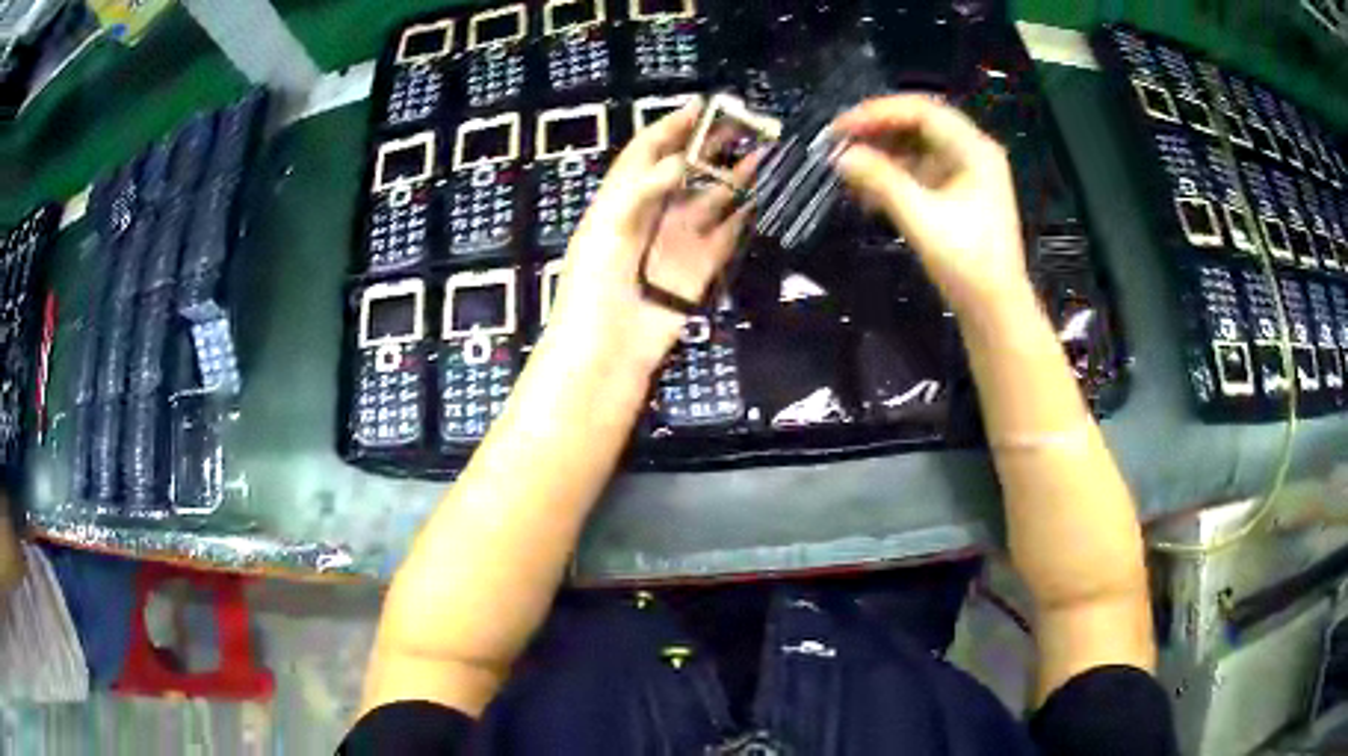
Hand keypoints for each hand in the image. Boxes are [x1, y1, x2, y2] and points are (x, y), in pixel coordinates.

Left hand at [546, 99, 753, 372]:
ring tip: (763, 149)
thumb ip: (642, 189)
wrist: (607, 350)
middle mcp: (652, 213)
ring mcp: (679, 240)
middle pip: (685, 168)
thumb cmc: (594, 286)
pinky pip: (728, 232)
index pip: (648, 151)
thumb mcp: (607, 229)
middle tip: (745, 122)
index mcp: (621, 200)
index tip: (703, 104)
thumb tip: (680, 160)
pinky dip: (744, 213)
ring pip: (712, 197)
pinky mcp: (702, 266)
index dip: (673, 126)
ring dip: (735, 174)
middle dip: (712, 143)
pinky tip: (763, 193)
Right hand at [832, 95, 1029, 313]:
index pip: (921, 111)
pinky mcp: (955, 194)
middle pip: (918, 125)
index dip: (878, 112)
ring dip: (881, 155)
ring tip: (847, 169)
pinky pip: (918, 172)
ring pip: (915, 148)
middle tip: (838, 143)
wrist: (995, 311)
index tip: (840, 128)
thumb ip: (881, 181)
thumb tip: (840, 156)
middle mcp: (971, 152)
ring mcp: (964, 174)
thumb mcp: (922, 219)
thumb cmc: (967, 263)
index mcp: (974, 149)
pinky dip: (892, 176)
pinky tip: (866, 191)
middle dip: (877, 132)